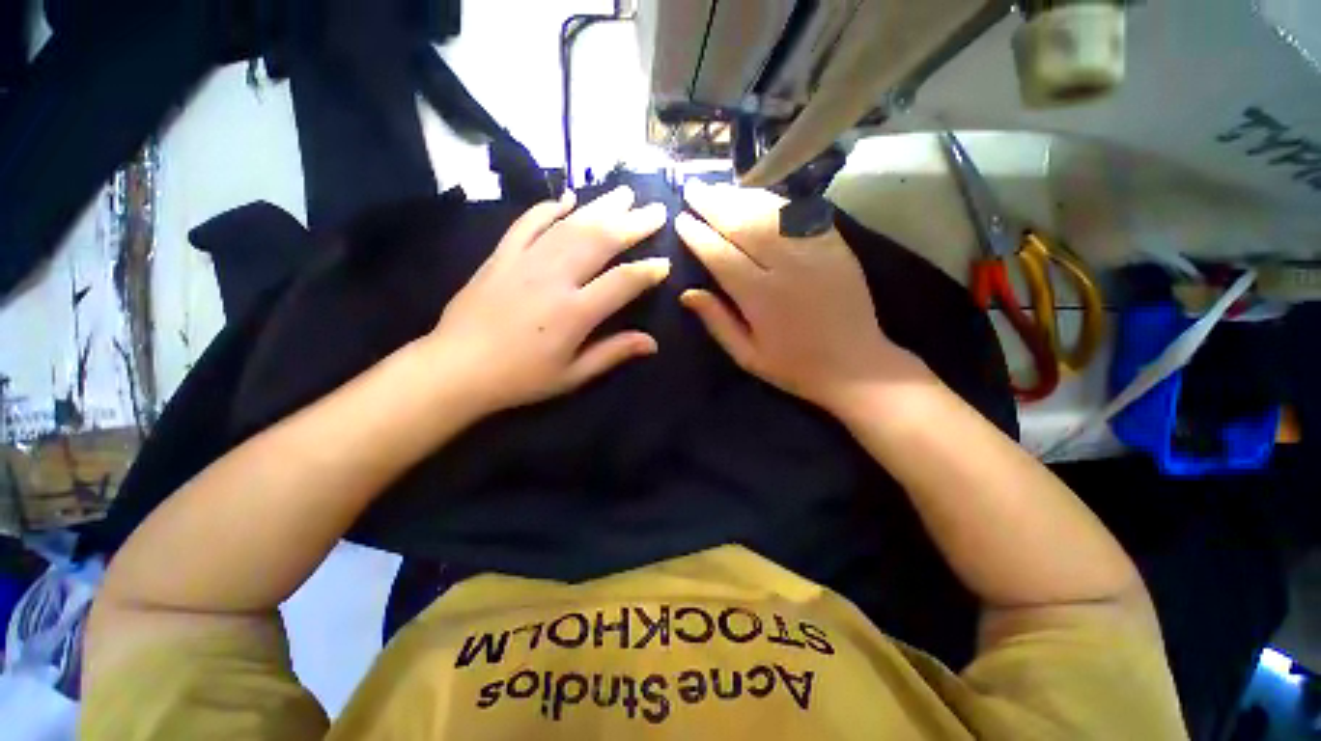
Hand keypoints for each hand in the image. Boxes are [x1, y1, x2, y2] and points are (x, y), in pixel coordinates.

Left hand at [424, 186, 668, 412]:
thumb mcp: (572, 375)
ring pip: (570, 225)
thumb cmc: (520, 378)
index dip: (648, 271)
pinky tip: (567, 198)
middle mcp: (554, 278)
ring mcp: (525, 261)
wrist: (456, 367)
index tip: (664, 263)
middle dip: (633, 224)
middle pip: (600, 241)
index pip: (622, 282)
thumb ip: (613, 354)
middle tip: (656, 210)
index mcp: (574, 312)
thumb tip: (652, 343)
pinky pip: (527, 223)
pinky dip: (548, 208)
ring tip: (625, 193)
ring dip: (600, 207)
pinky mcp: (501, 255)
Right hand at [675, 182, 929, 413]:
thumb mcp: (747, 356)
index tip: (680, 219)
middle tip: (693, 187)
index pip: (720, 255)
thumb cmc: (794, 367)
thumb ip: (717, 321)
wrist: (856, 365)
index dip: (698, 235)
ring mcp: (816, 251)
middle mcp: (787, 266)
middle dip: (714, 204)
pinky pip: (803, 214)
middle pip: (744, 224)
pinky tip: (761, 197)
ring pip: (772, 212)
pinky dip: (778, 201)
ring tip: (719, 189)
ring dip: (742, 196)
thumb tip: (686, 293)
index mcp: (761, 297)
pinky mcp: (837, 246)